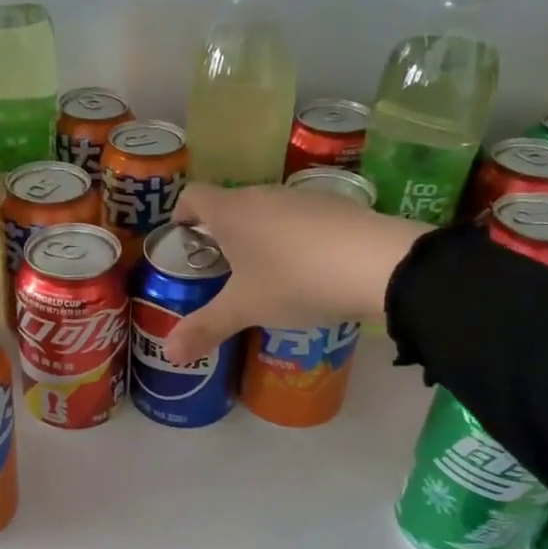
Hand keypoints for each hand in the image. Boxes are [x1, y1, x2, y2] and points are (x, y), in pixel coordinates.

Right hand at [162, 182, 426, 363]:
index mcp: (231, 211)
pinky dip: (292, 239)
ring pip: (265, 211)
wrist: (378, 264)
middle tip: (220, 270)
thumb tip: (169, 353)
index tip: (182, 239)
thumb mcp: (245, 309)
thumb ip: (205, 328)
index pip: (192, 196)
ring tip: (264, 275)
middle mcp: (262, 195)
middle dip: (219, 233)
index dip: (181, 214)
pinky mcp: (335, 207)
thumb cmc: (294, 280)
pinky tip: (307, 271)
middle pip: (229, 204)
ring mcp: (301, 198)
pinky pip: (299, 220)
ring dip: (257, 236)